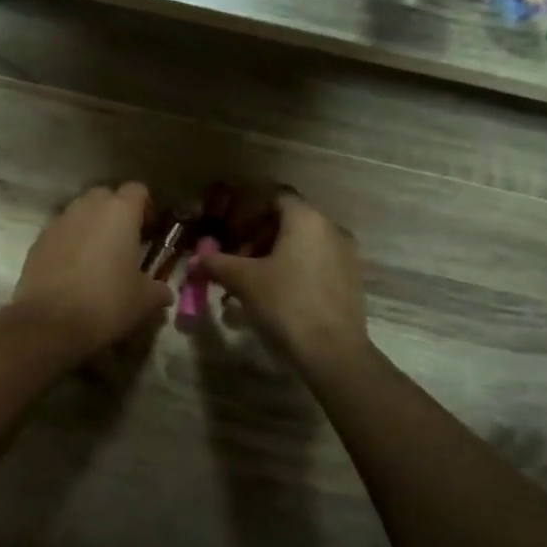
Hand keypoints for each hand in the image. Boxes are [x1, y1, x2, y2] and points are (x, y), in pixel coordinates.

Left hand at [7, 183, 173, 363]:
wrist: (49, 322)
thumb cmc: (106, 302)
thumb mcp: (143, 301)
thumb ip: (158, 290)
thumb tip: (164, 293)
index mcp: (119, 212)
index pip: (138, 190)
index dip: (146, 208)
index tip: (149, 232)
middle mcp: (87, 207)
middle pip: (106, 196)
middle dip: (116, 214)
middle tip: (124, 243)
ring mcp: (58, 221)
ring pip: (80, 212)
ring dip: (90, 227)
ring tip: (97, 258)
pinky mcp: (37, 240)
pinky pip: (60, 232)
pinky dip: (69, 243)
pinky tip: (73, 271)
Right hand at [197, 191, 369, 369]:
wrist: (333, 350)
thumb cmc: (285, 302)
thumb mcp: (243, 280)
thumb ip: (216, 263)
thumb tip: (195, 259)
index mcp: (306, 219)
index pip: (275, 197)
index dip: (248, 211)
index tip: (230, 232)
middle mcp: (331, 228)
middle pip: (288, 221)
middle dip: (258, 238)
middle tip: (236, 262)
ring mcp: (346, 254)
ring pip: (302, 244)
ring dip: (274, 256)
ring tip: (252, 283)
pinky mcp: (351, 279)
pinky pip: (317, 262)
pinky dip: (294, 269)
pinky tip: (276, 296)